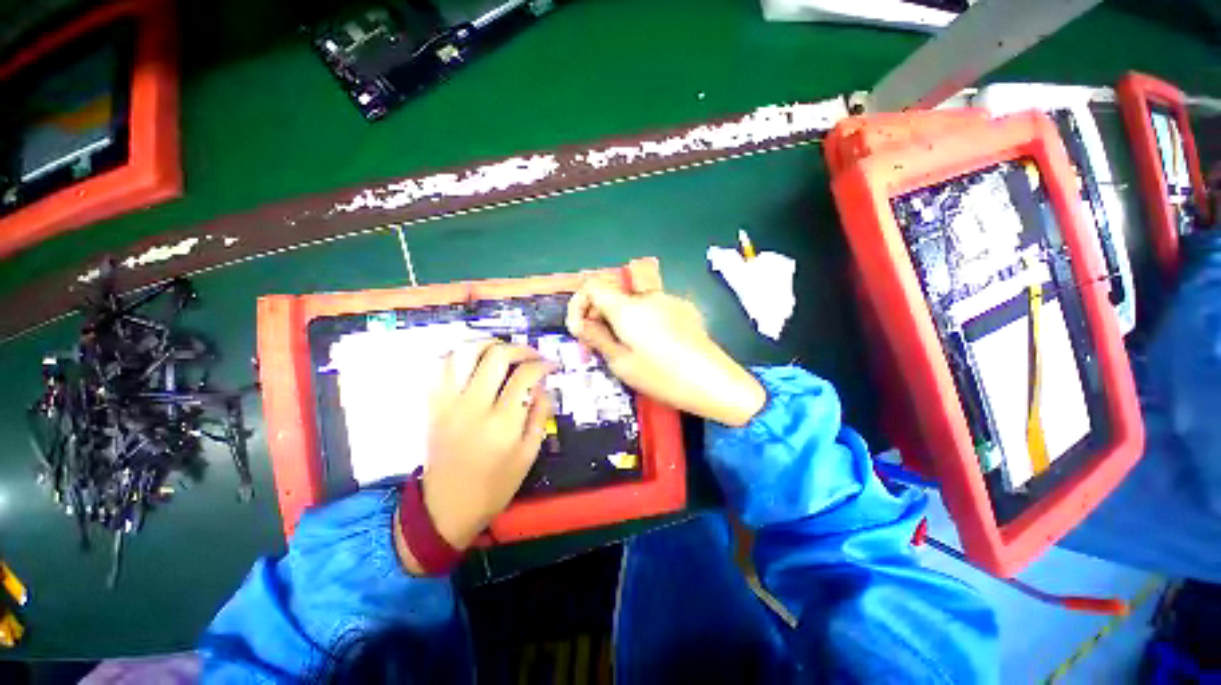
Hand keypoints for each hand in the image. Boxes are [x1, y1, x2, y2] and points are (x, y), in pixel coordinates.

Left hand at [395, 341, 554, 572]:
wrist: (447, 507)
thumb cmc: (495, 485)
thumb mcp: (529, 454)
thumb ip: (539, 415)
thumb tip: (542, 386)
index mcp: (502, 422)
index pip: (525, 376)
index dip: (542, 364)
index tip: (551, 365)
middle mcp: (473, 406)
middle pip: (496, 356)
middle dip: (520, 349)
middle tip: (531, 356)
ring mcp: (448, 403)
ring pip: (464, 353)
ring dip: (488, 345)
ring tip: (504, 351)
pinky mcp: (433, 405)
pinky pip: (441, 367)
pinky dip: (460, 356)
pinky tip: (475, 361)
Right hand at [566, 281, 765, 426]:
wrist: (714, 383)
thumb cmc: (662, 377)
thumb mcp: (621, 363)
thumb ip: (597, 337)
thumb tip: (581, 323)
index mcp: (628, 307)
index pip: (593, 285)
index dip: (579, 303)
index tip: (579, 328)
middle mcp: (648, 296)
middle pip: (613, 292)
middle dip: (598, 313)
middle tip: (596, 342)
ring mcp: (669, 300)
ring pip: (632, 302)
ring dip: (619, 318)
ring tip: (622, 346)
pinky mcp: (683, 308)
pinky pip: (652, 307)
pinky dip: (640, 320)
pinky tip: (649, 343)